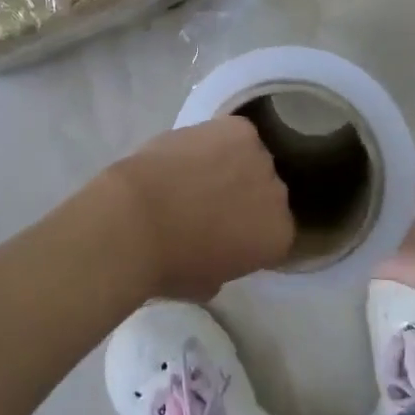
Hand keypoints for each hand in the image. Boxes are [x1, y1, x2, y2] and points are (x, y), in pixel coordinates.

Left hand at [103, 117, 295, 299]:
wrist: (137, 220)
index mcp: (277, 237)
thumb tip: (216, 249)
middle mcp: (278, 196)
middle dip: (244, 193)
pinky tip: (191, 149)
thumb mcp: (205, 284)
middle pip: (266, 189)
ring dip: (231, 162)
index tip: (225, 230)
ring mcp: (260, 158)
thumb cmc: (169, 264)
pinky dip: (216, 137)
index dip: (248, 227)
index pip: (273, 228)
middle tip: (209, 199)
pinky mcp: (239, 129)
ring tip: (196, 169)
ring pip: (250, 156)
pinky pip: (234, 131)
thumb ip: (224, 266)